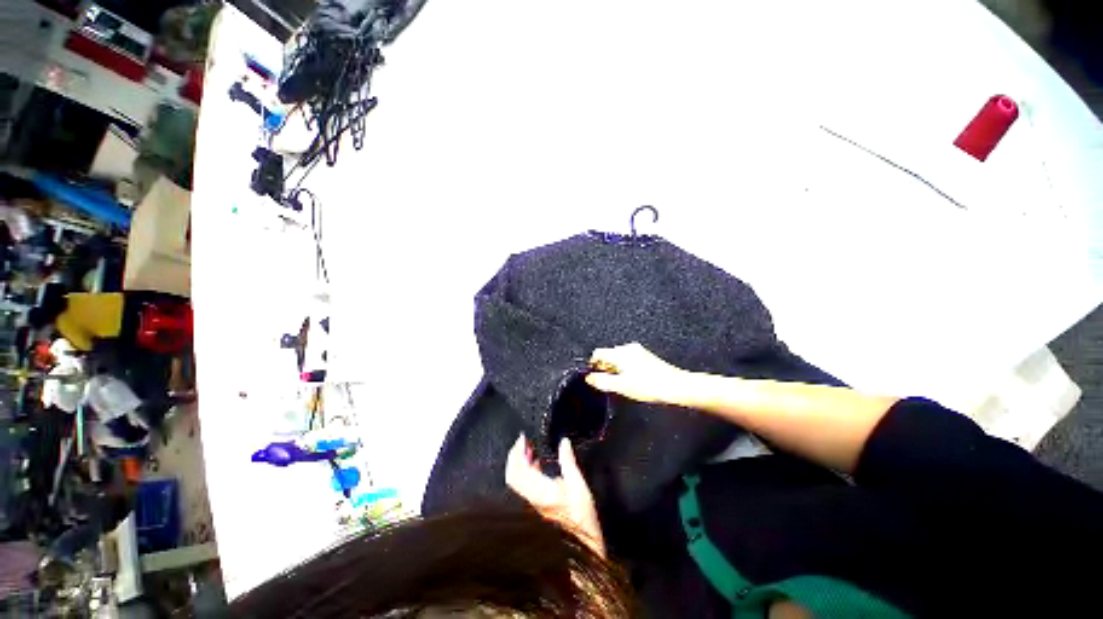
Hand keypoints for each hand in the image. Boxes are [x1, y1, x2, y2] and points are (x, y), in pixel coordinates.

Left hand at [505, 434, 605, 557]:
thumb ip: (568, 461)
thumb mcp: (579, 486)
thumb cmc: (582, 519)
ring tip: (529, 451)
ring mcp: (528, 507)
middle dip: (515, 456)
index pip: (518, 469)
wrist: (580, 549)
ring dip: (519, 464)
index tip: (522, 439)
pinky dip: (523, 474)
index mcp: (540, 492)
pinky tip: (534, 467)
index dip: (517, 451)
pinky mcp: (531, 510)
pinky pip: (521, 488)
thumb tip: (564, 442)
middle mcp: (529, 500)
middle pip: (512, 475)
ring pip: (514, 482)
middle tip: (523, 443)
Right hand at [585, 342, 688, 404]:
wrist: (675, 386)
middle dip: (604, 367)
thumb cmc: (649, 385)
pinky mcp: (646, 357)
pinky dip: (624, 368)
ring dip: (614, 368)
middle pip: (608, 354)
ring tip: (618, 383)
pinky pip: (628, 360)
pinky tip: (630, 380)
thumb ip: (602, 381)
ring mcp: (638, 352)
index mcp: (620, 353)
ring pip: (618, 358)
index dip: (592, 364)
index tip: (592, 375)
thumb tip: (589, 378)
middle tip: (605, 382)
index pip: (598, 353)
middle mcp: (628, 348)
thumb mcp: (621, 386)